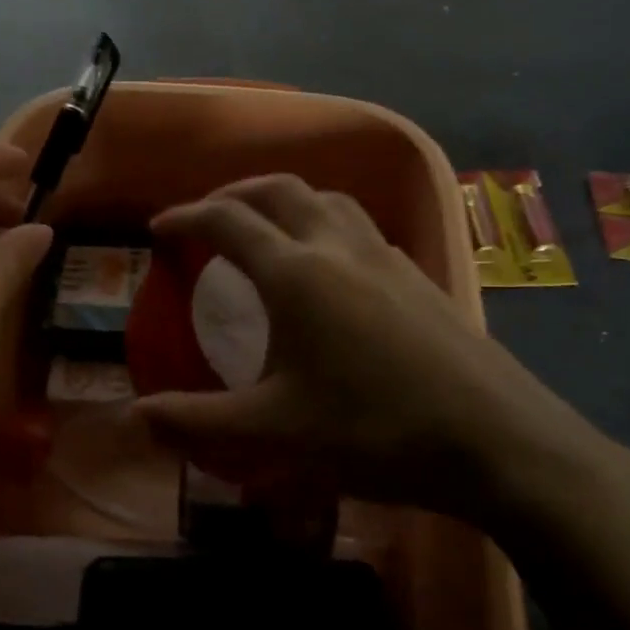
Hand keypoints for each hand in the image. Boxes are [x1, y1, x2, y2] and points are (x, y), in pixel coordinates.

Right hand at [130, 175, 629, 534]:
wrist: (495, 440)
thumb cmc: (374, 430)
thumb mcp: (274, 432)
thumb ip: (197, 422)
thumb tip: (134, 417)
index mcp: (295, 272)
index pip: (226, 220)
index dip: (185, 217)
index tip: (159, 230)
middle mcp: (337, 246)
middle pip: (278, 189)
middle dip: (234, 194)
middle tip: (207, 217)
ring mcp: (385, 255)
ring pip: (326, 200)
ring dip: (285, 201)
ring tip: (266, 230)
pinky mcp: (418, 274)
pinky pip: (359, 227)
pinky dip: (326, 225)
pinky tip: (330, 267)